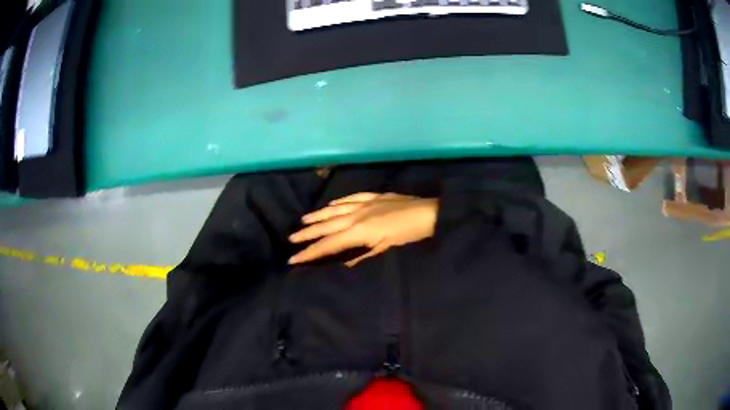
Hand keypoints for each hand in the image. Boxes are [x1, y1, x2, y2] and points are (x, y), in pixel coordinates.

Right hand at [288, 192, 437, 266]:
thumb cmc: (408, 234)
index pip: (329, 243)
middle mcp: (356, 215)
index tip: (294, 258)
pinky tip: (331, 204)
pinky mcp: (372, 197)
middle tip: (291, 238)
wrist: (428, 213)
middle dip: (307, 233)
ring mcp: (363, 203)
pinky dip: (338, 202)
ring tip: (303, 221)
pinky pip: (350, 198)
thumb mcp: (386, 247)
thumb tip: (344, 263)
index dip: (310, 252)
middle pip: (326, 225)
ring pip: (335, 209)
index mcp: (359, 230)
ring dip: (318, 215)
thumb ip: (363, 254)